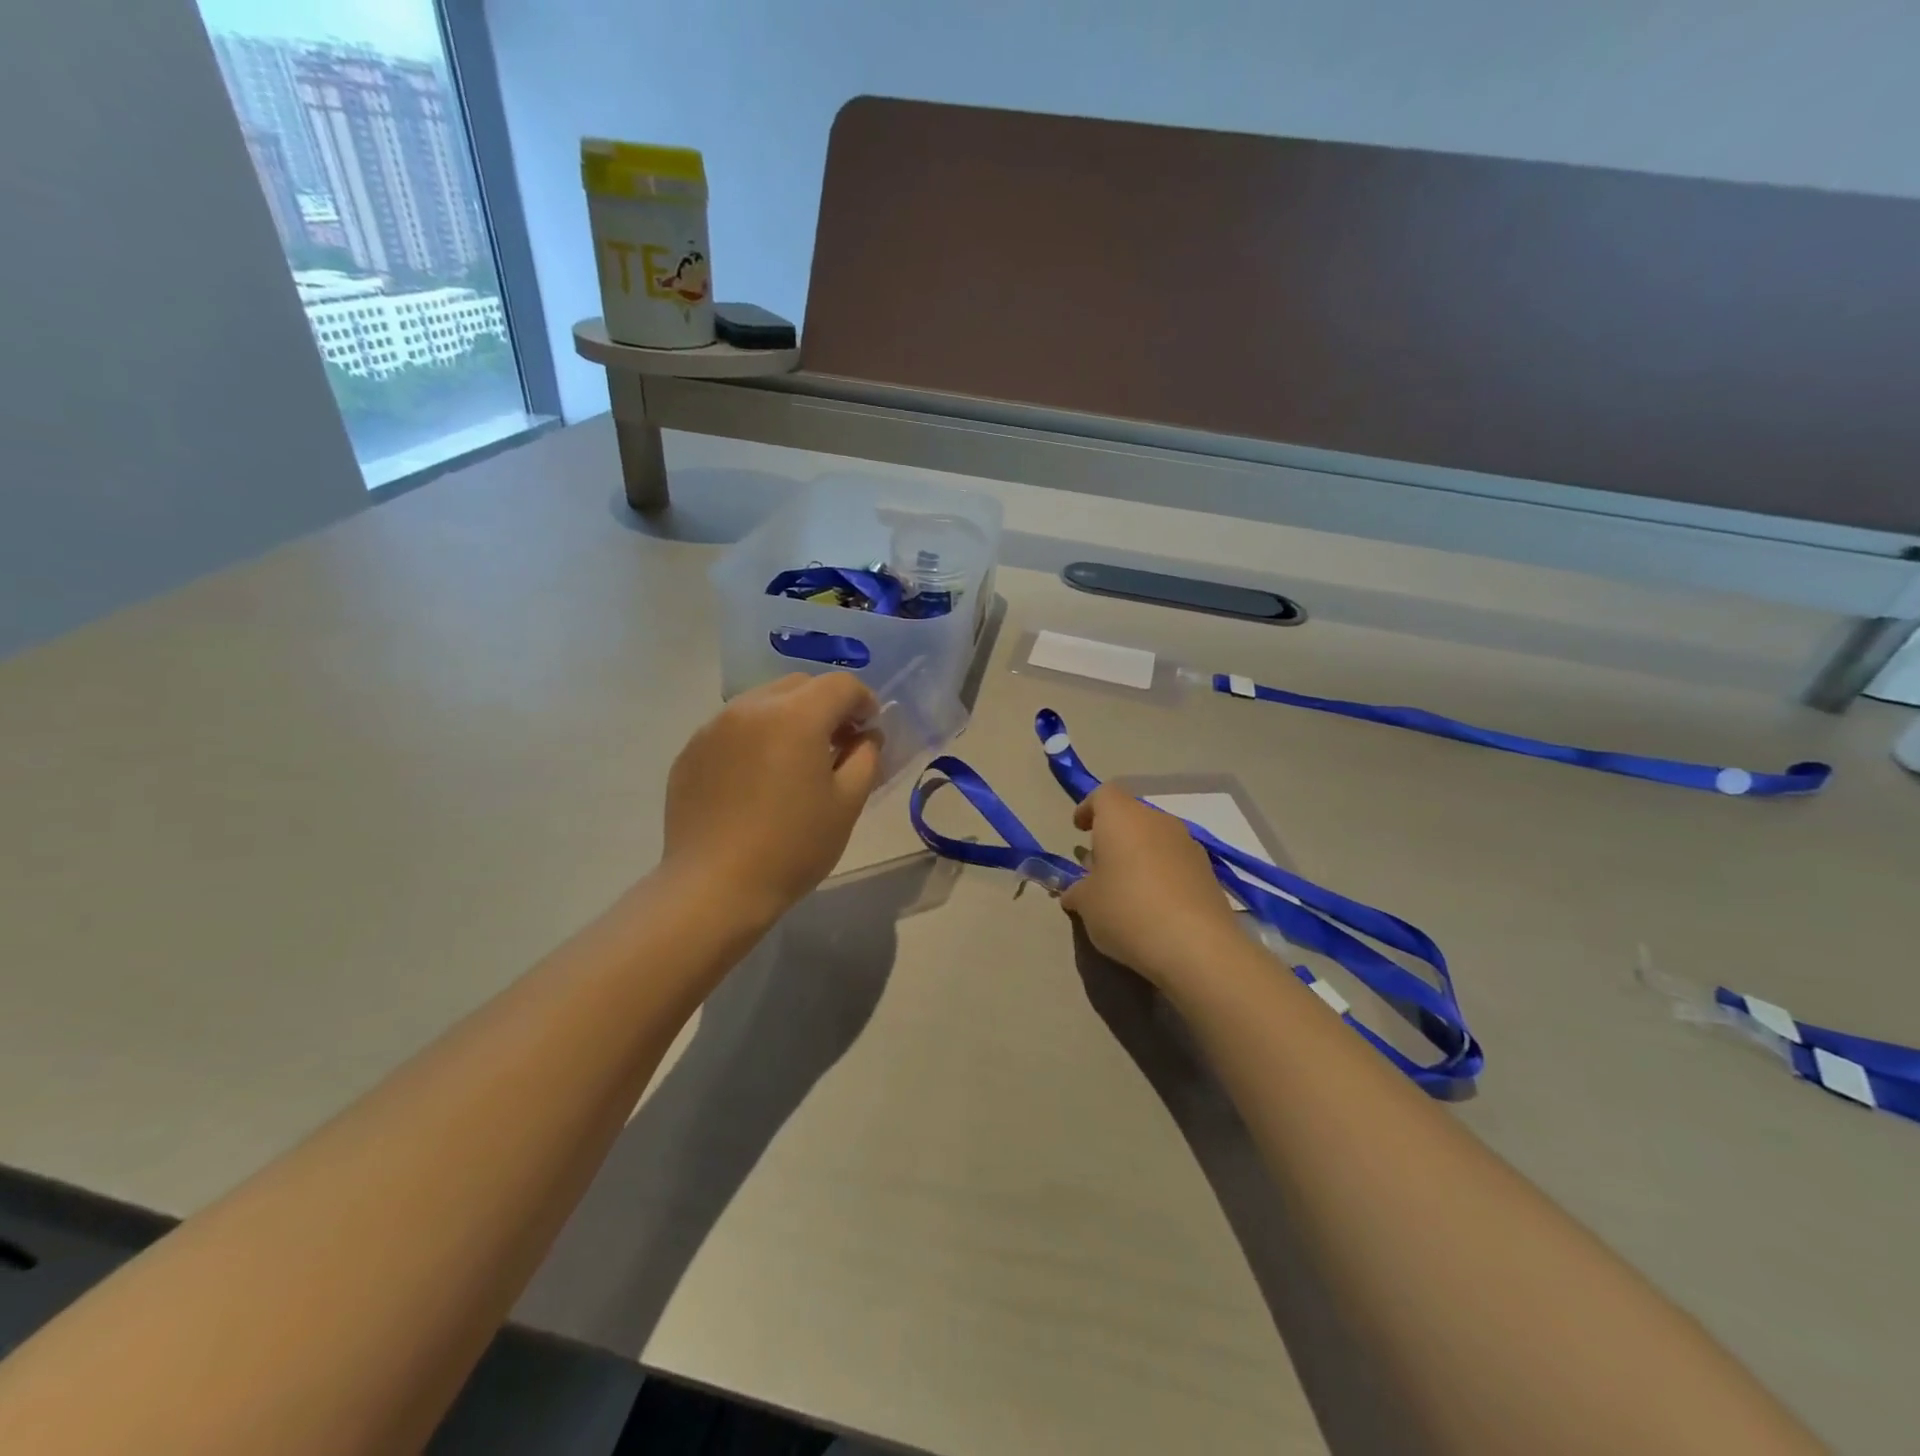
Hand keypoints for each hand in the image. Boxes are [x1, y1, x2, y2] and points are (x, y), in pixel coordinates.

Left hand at [663, 672, 881, 923]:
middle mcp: (751, 707)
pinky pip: (733, 727)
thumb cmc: (792, 846)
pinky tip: (757, 779)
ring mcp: (714, 727)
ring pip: (763, 702)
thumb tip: (865, 736)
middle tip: (837, 743)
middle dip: (826, 705)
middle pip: (799, 685)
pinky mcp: (691, 751)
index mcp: (795, 716)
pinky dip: (755, 737)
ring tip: (795, 761)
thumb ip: (866, 757)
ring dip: (789, 718)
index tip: (869, 730)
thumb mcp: (847, 804)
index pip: (840, 685)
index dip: (864, 701)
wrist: (714, 887)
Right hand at [1060, 785, 1241, 988]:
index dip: (1088, 808)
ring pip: (1155, 839)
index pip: (1103, 795)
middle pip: (1131, 816)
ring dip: (1139, 855)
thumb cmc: (1126, 911)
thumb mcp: (1086, 904)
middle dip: (1114, 835)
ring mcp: (1188, 844)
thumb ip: (1077, 890)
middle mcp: (1158, 821)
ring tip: (1127, 888)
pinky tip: (1154, 904)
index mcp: (1122, 817)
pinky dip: (1161, 873)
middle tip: (1099, 865)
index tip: (1079, 830)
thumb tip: (1075, 892)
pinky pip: (1175, 861)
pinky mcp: (1208, 871)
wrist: (1196, 946)